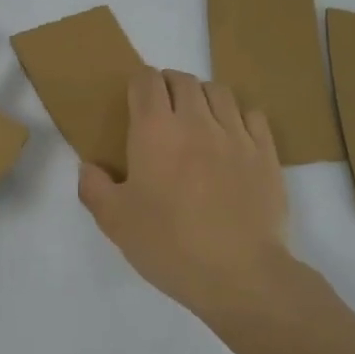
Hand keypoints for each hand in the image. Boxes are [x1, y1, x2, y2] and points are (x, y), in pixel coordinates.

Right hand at [77, 69, 290, 317]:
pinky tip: (231, 137)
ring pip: (219, 91)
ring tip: (197, 119)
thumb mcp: (115, 222)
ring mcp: (235, 134)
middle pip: (183, 79)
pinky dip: (238, 116)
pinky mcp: (265, 153)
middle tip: (162, 111)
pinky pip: (252, 115)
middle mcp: (196, 121)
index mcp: (154, 131)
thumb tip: (88, 167)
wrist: (240, 274)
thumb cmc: (170, 245)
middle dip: (168, 86)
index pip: (146, 81)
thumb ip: (94, 188)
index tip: (134, 101)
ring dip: (203, 97)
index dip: (138, 84)